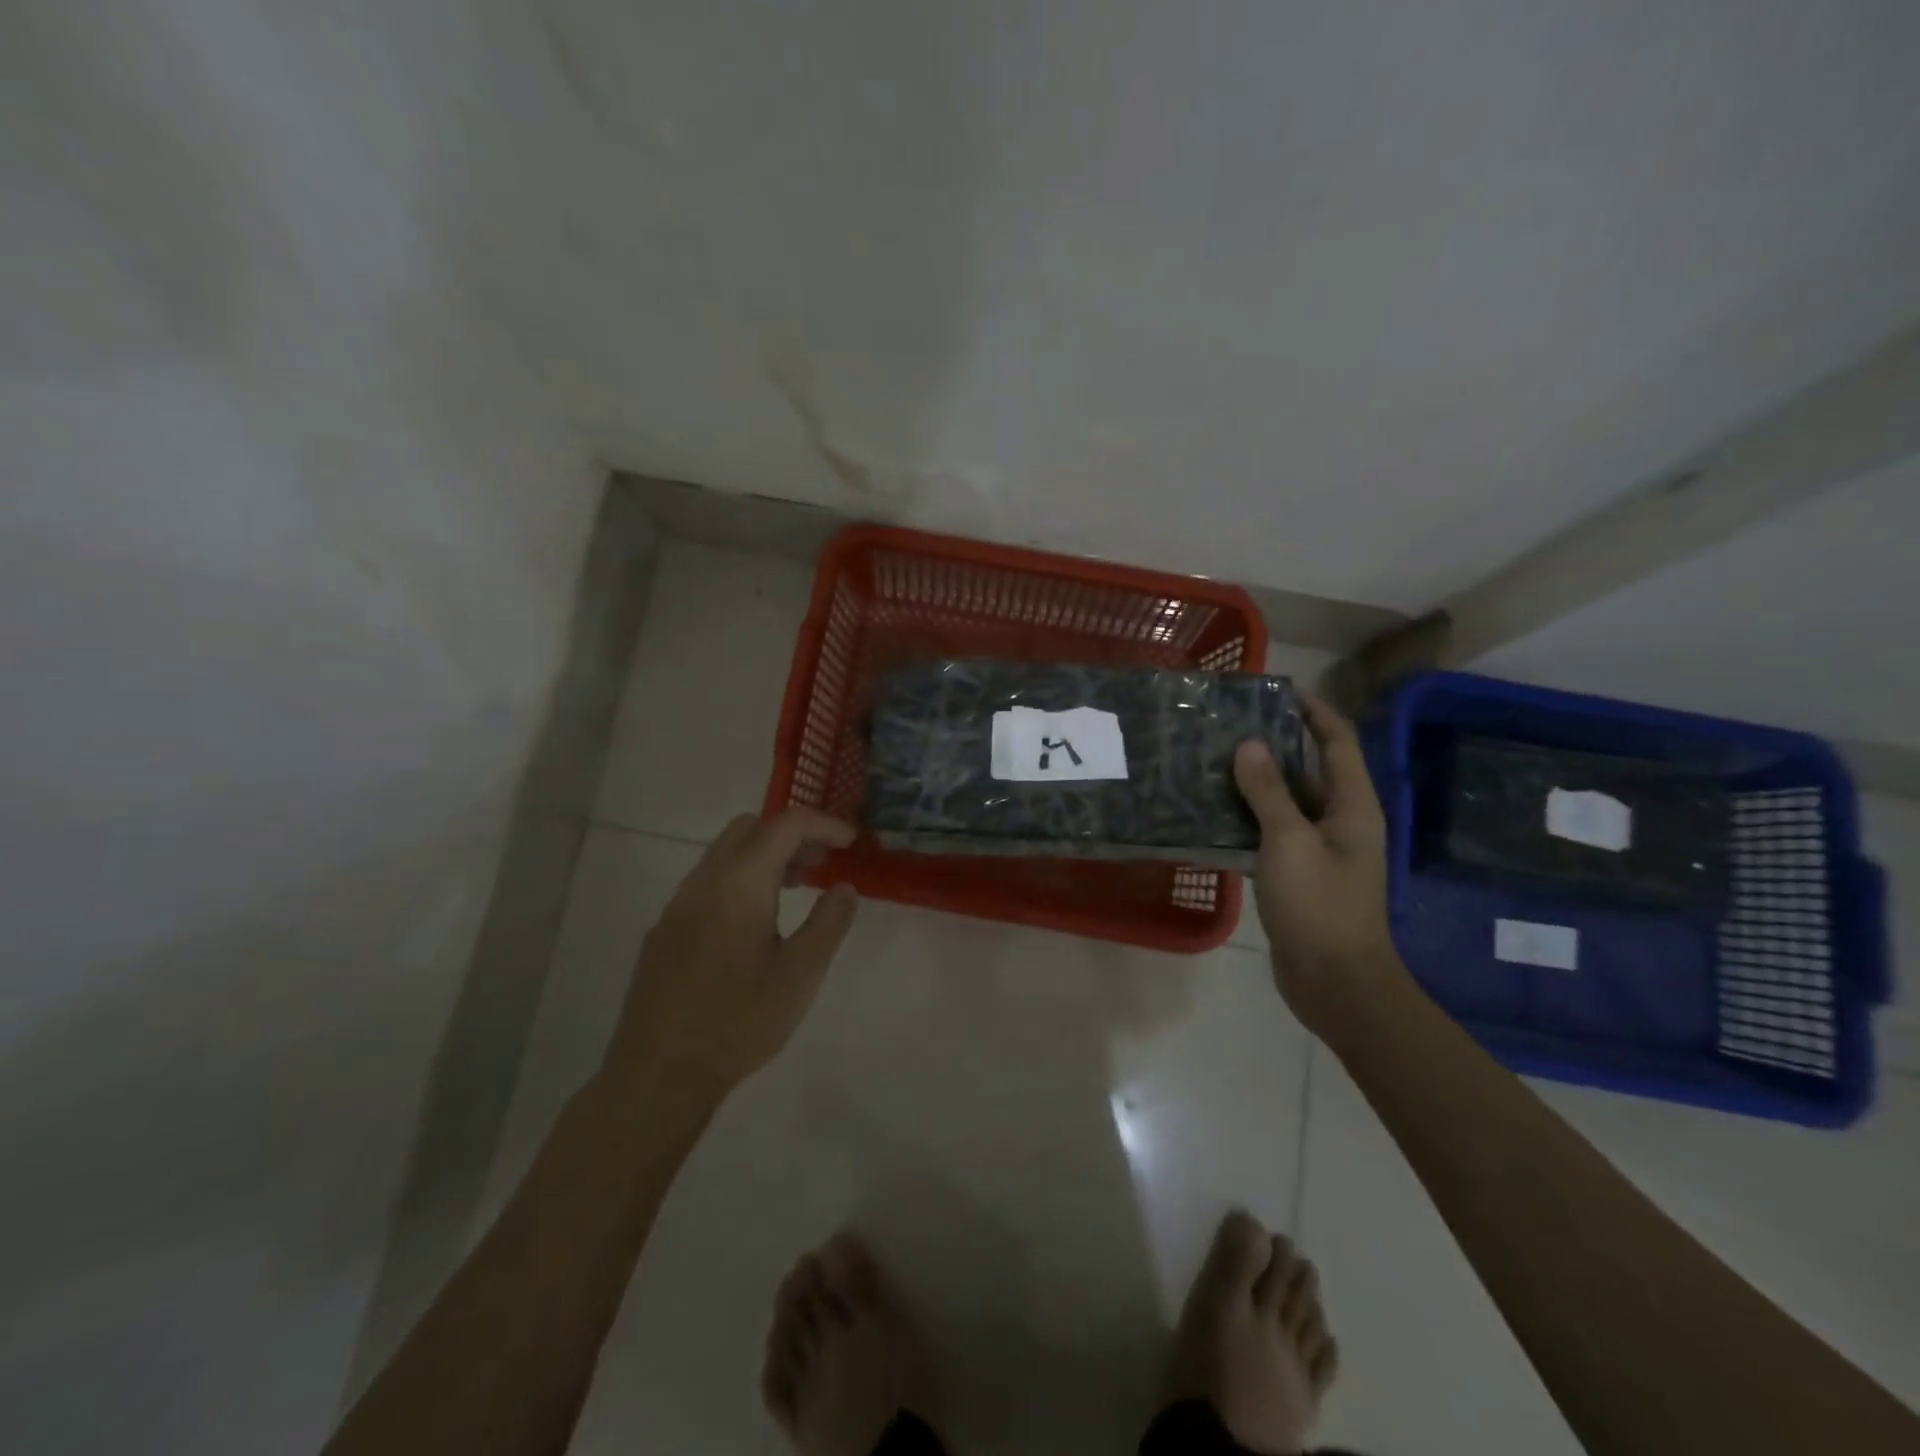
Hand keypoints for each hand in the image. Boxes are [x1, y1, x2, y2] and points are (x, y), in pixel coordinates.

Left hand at [603, 809, 860, 1103]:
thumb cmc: (738, 1023)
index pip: (785, 825)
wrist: (658, 1075)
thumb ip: (828, 923)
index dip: (824, 824)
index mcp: (739, 885)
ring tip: (794, 889)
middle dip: (791, 834)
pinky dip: (739, 879)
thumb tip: (845, 887)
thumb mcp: (800, 976)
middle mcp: (703, 882)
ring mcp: (677, 905)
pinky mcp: (664, 930)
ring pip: (725, 853)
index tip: (851, 842)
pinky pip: (707, 882)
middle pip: (750, 827)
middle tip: (821, 863)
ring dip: (764, 856)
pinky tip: (753, 924)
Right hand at [1233, 695, 1402, 1033]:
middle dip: (1275, 742)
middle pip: (1310, 767)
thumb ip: (1268, 792)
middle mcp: (1340, 820)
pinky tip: (1212, 811)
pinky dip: (1248, 817)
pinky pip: (1273, 832)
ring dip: (1257, 781)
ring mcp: (1320, 849)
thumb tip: (1249, 745)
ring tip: (1213, 759)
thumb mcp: (1289, 842)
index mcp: (1352, 806)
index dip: (1313, 711)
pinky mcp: (1299, 873)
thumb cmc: (1319, 906)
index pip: (1338, 741)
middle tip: (1229, 724)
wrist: (1335, 982)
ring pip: (1287, 801)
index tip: (1276, 691)